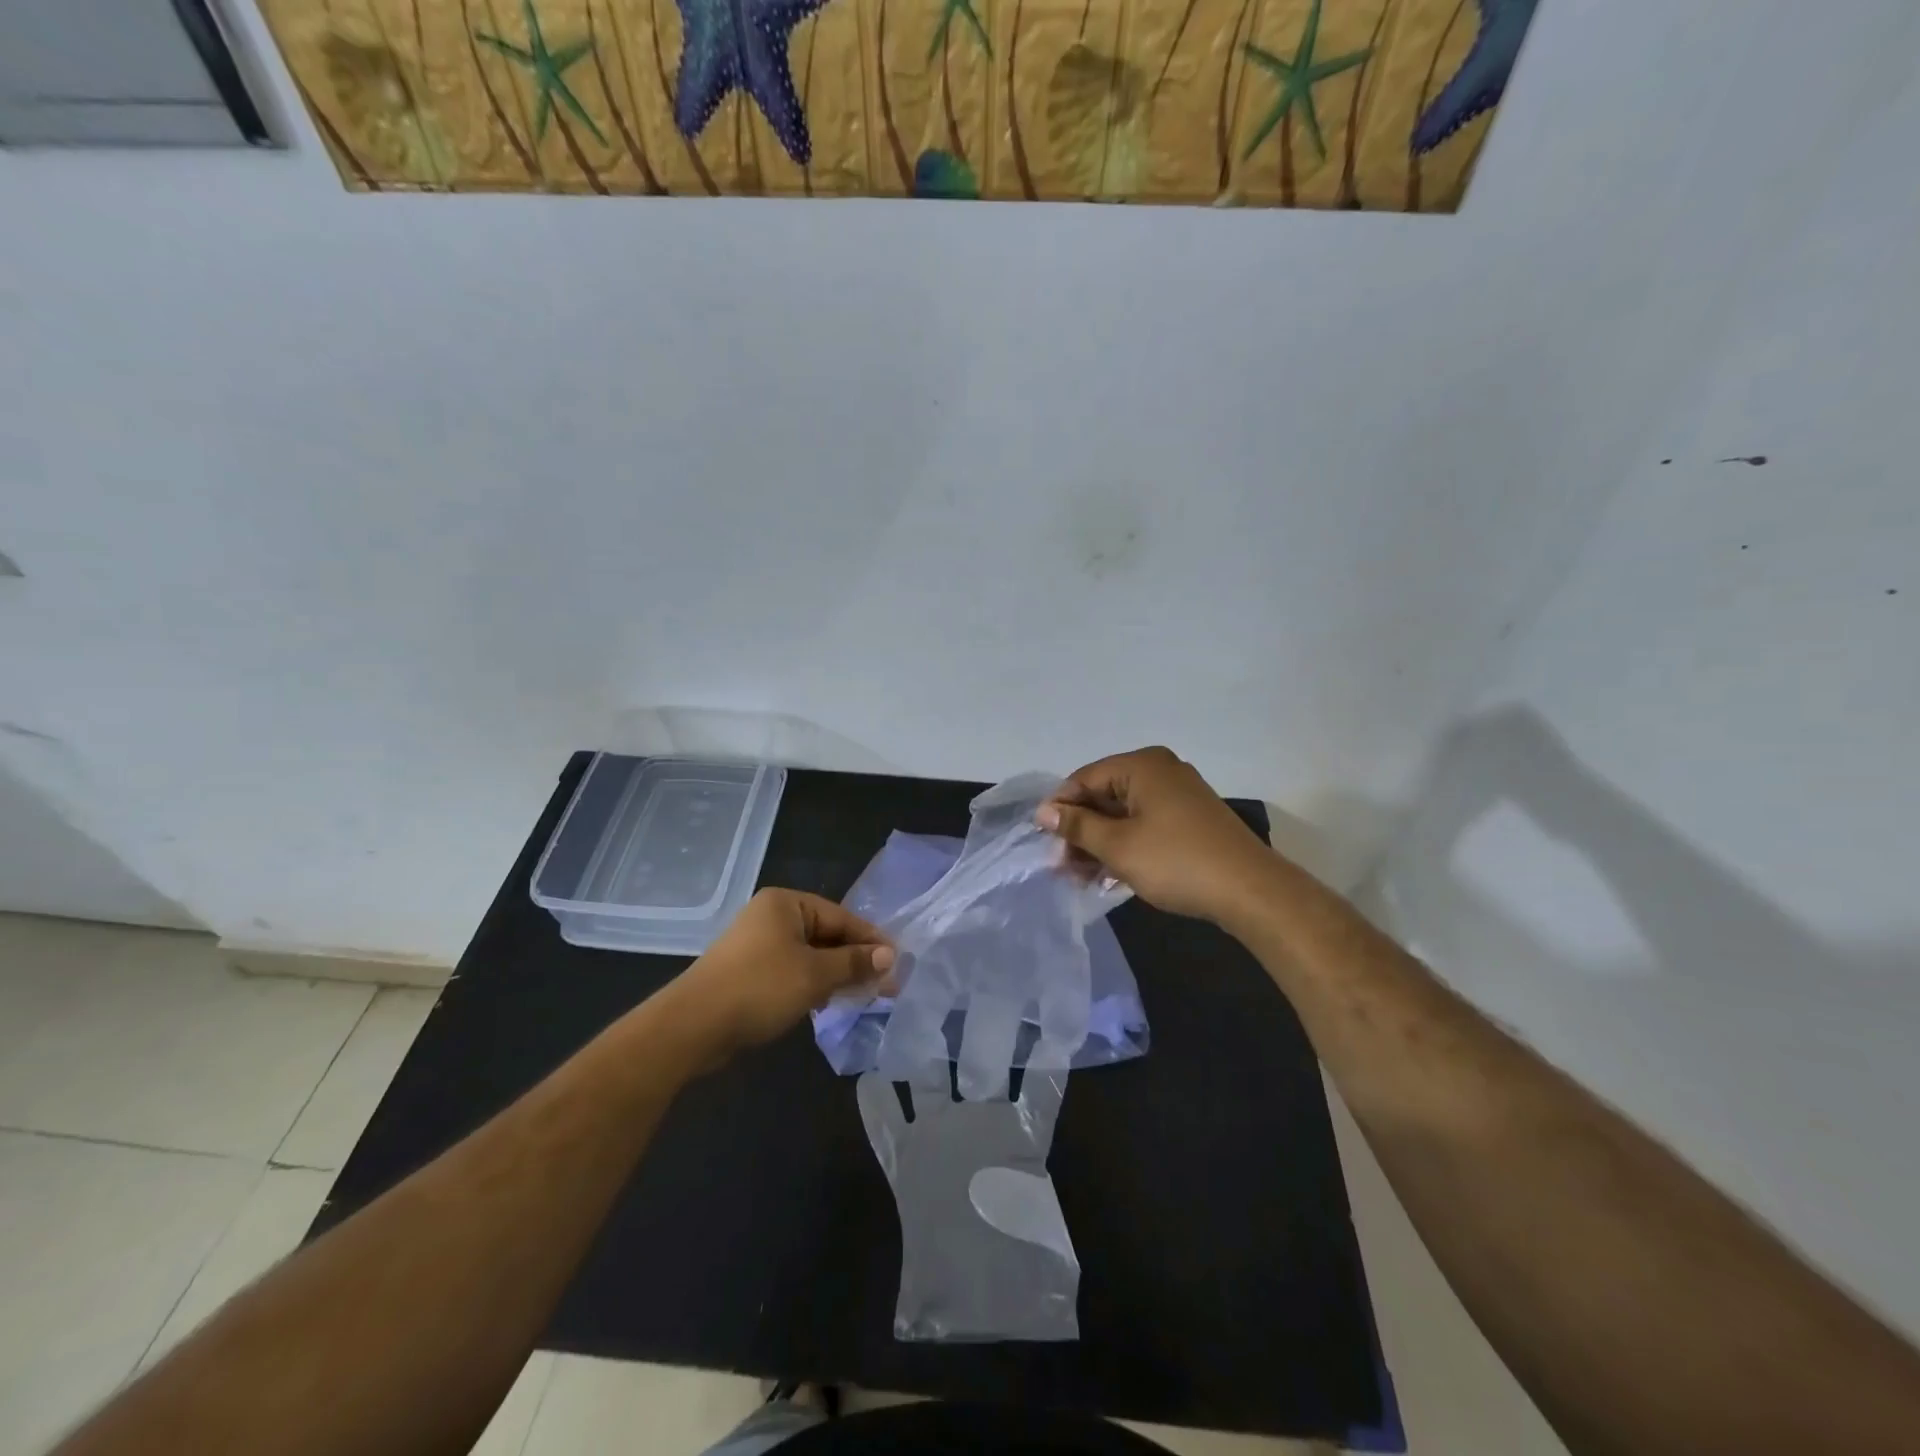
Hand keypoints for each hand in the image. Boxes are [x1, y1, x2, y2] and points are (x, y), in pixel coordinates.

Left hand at [663, 889, 895, 1064]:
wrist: (693, 1026)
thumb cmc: (760, 988)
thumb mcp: (815, 975)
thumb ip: (854, 963)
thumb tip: (889, 956)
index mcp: (786, 904)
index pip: (841, 917)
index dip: (871, 940)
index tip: (897, 962)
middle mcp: (771, 916)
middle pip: (826, 935)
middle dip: (855, 960)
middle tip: (885, 984)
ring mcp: (757, 944)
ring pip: (810, 956)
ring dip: (836, 975)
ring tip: (862, 996)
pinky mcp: (748, 972)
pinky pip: (791, 971)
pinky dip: (812, 984)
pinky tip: (826, 1004)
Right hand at [1036, 746, 1274, 923]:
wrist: (1250, 891)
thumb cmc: (1176, 861)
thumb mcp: (1118, 846)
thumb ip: (1077, 826)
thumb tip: (1043, 811)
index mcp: (1142, 765)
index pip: (1084, 778)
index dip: (1060, 809)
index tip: (1044, 843)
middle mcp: (1160, 771)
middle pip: (1104, 796)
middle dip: (1080, 832)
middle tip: (1062, 867)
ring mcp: (1178, 795)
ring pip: (1123, 814)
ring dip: (1100, 844)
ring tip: (1081, 878)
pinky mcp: (1190, 820)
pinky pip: (1145, 825)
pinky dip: (1125, 846)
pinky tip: (1110, 877)